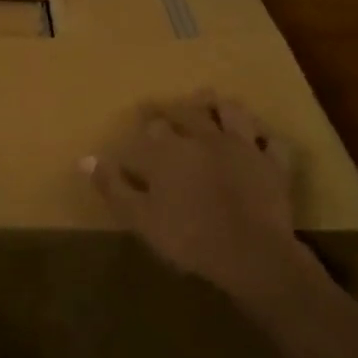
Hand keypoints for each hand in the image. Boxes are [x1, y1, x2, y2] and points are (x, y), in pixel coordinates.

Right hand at [82, 92, 304, 296]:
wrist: (251, 254)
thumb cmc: (188, 237)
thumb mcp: (140, 217)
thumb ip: (113, 186)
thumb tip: (84, 159)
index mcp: (170, 151)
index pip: (152, 127)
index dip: (145, 123)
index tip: (139, 122)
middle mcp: (205, 138)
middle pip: (188, 111)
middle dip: (175, 107)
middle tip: (167, 106)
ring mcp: (242, 147)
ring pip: (232, 113)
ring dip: (220, 106)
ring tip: (212, 102)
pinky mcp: (272, 164)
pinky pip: (271, 142)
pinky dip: (263, 137)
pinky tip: (258, 138)